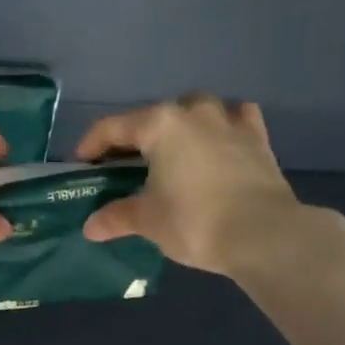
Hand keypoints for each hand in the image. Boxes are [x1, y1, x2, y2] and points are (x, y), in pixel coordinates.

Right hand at [76, 93, 314, 275]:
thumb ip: (117, 217)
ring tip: (172, 152)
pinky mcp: (258, 139)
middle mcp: (194, 111)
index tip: (80, 164)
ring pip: (197, 110)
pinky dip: (222, 127)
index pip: (113, 127)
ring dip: (180, 126)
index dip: (91, 145)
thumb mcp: (148, 221)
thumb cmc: (195, 221)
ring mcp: (231, 121)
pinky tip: (219, 142)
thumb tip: (91, 226)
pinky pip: (235, 120)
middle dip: (135, 138)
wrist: (264, 234)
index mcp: (160, 124)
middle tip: (124, 166)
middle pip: (154, 117)